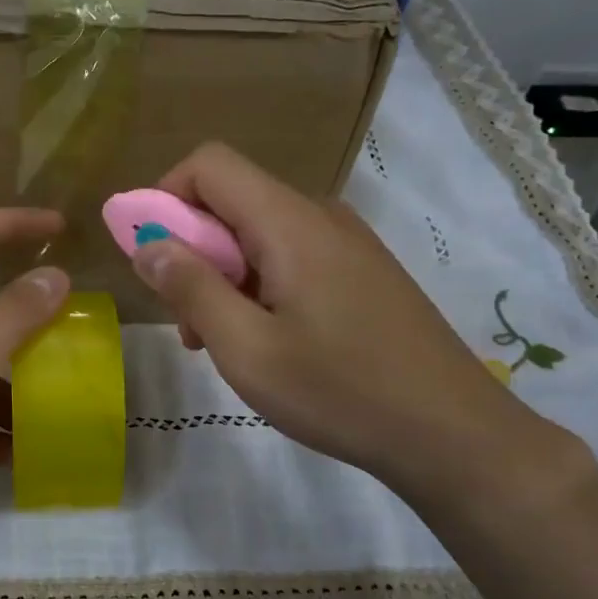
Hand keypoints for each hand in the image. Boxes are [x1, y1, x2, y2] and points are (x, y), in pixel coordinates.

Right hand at [130, 143, 560, 501]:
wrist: (451, 433)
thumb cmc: (340, 392)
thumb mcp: (247, 349)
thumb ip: (191, 289)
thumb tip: (146, 244)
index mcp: (289, 223)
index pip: (209, 165)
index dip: (165, 197)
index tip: (151, 258)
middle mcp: (319, 217)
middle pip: (231, 201)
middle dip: (191, 251)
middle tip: (188, 322)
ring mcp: (346, 244)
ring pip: (258, 235)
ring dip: (222, 277)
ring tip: (224, 344)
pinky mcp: (360, 273)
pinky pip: (289, 258)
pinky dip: (257, 287)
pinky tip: (265, 344)